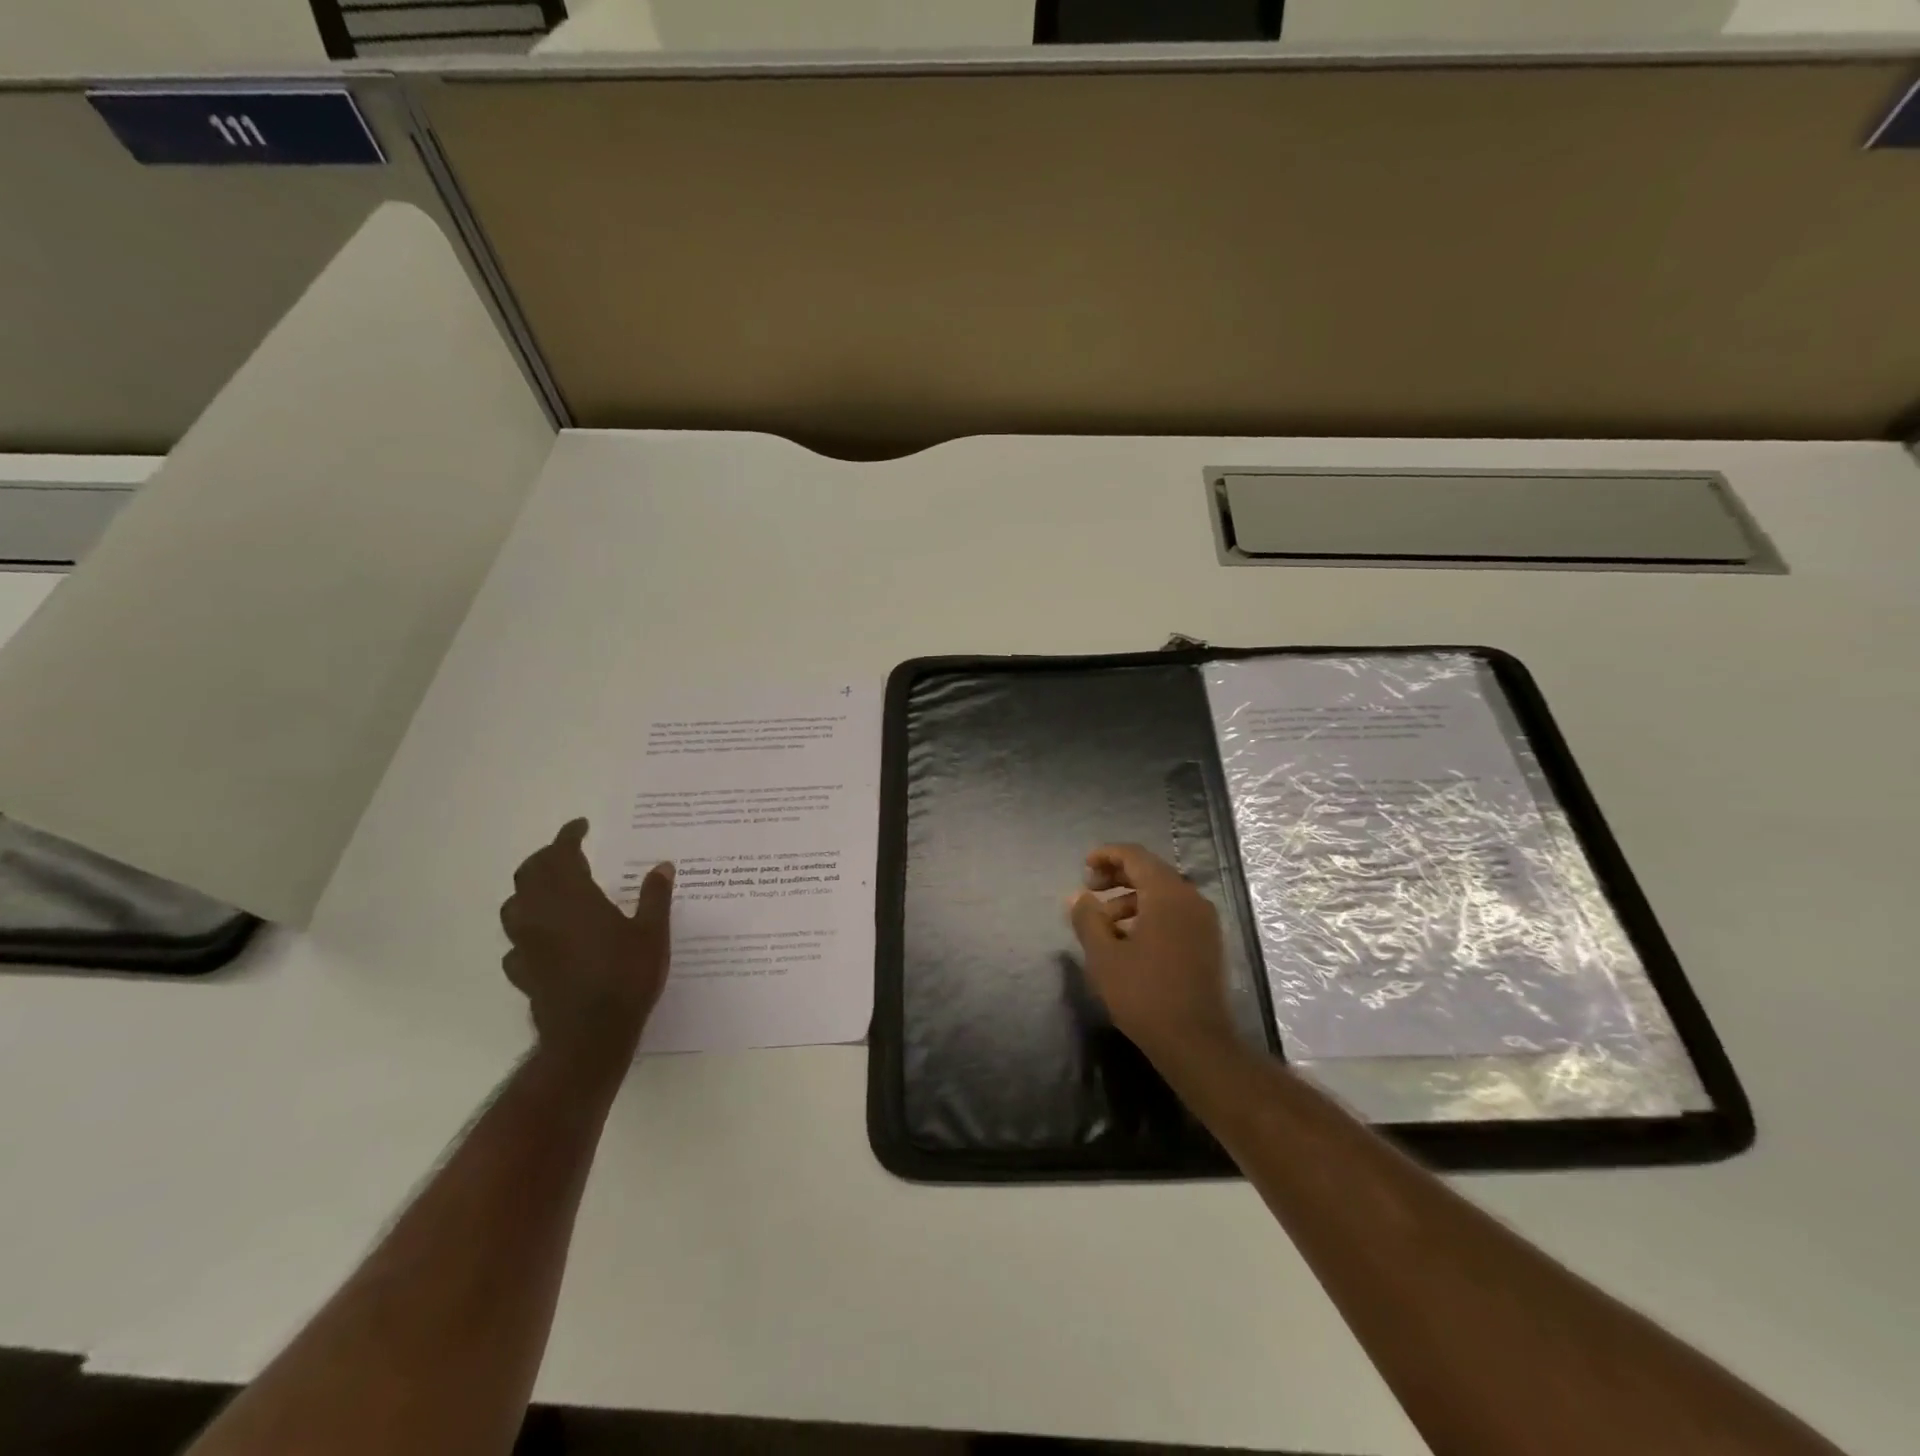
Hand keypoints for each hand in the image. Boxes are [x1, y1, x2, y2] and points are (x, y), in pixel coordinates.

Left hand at [499, 819, 673, 1065]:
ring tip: (551, 889)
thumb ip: (654, 896)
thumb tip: (662, 866)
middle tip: (568, 852)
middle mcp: (542, 914)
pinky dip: (528, 930)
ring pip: (514, 905)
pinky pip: (516, 942)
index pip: (560, 854)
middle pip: (529, 874)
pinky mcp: (522, 972)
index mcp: (573, 898)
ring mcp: (526, 945)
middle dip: (546, 857)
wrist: (590, 1035)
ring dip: (530, 890)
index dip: (568, 836)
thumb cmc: (626, 976)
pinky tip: (544, 938)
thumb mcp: (652, 932)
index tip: (581, 826)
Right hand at [1068, 843, 1238, 1067]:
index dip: (1106, 855)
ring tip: (1103, 924)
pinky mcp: (1208, 942)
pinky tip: (1128, 941)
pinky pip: (1175, 913)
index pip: (1135, 856)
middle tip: (1089, 891)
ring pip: (1162, 895)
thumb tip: (1077, 896)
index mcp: (1167, 894)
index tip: (1083, 867)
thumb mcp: (1104, 956)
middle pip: (1151, 872)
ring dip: (1130, 899)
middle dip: (1117, 877)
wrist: (1196, 1043)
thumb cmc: (1144, 995)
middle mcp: (1191, 899)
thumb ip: (1087, 918)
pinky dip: (1149, 915)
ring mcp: (1204, 921)